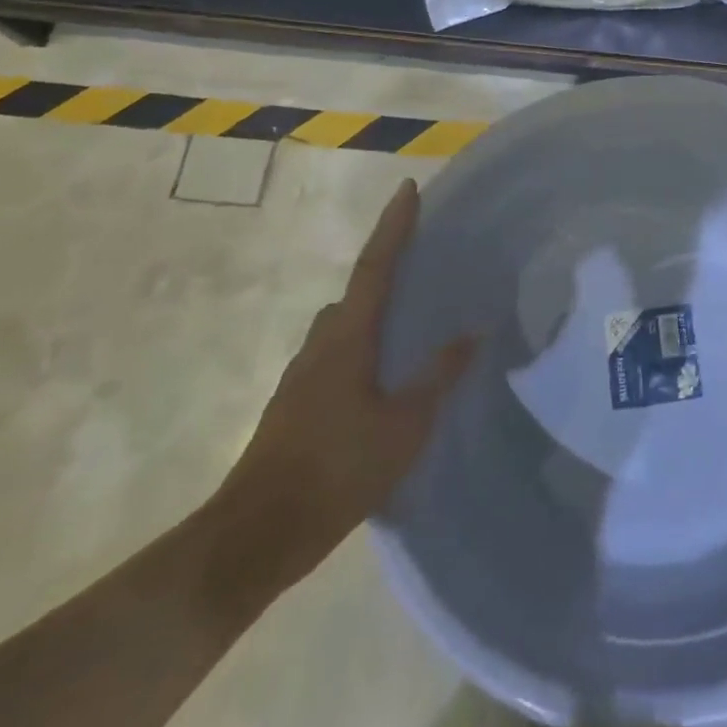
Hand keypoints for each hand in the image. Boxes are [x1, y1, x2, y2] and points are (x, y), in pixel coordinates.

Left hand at [208, 179, 473, 591]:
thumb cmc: (336, 471)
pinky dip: (362, 349)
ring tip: (411, 326)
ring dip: (373, 315)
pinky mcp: (294, 405)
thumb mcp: (404, 426)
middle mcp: (321, 344)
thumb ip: (438, 376)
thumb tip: (472, 333)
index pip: (376, 266)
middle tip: (423, 265)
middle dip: (386, 270)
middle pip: (357, 292)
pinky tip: (383, 381)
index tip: (408, 189)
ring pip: (343, 327)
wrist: (254, 537)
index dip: (394, 226)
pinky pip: (336, 357)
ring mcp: (302, 376)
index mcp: (348, 337)